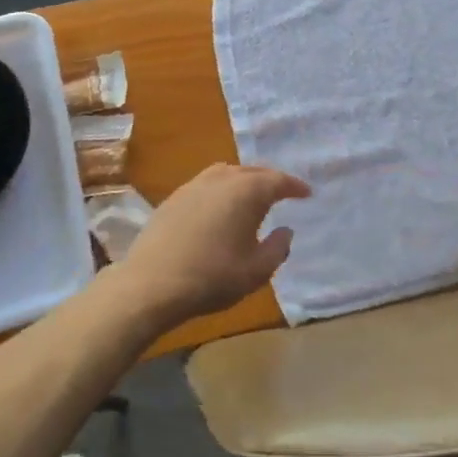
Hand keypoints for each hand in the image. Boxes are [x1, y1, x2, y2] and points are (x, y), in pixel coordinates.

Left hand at [114, 163, 311, 330]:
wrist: (151, 284)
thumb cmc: (212, 277)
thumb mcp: (256, 271)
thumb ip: (278, 248)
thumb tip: (285, 230)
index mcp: (247, 191)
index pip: (278, 181)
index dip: (295, 187)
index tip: (306, 193)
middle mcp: (222, 179)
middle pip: (252, 171)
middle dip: (270, 180)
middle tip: (282, 192)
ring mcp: (194, 185)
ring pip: (227, 173)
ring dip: (244, 181)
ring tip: (251, 196)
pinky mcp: (174, 198)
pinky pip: (207, 184)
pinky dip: (221, 189)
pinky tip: (220, 207)